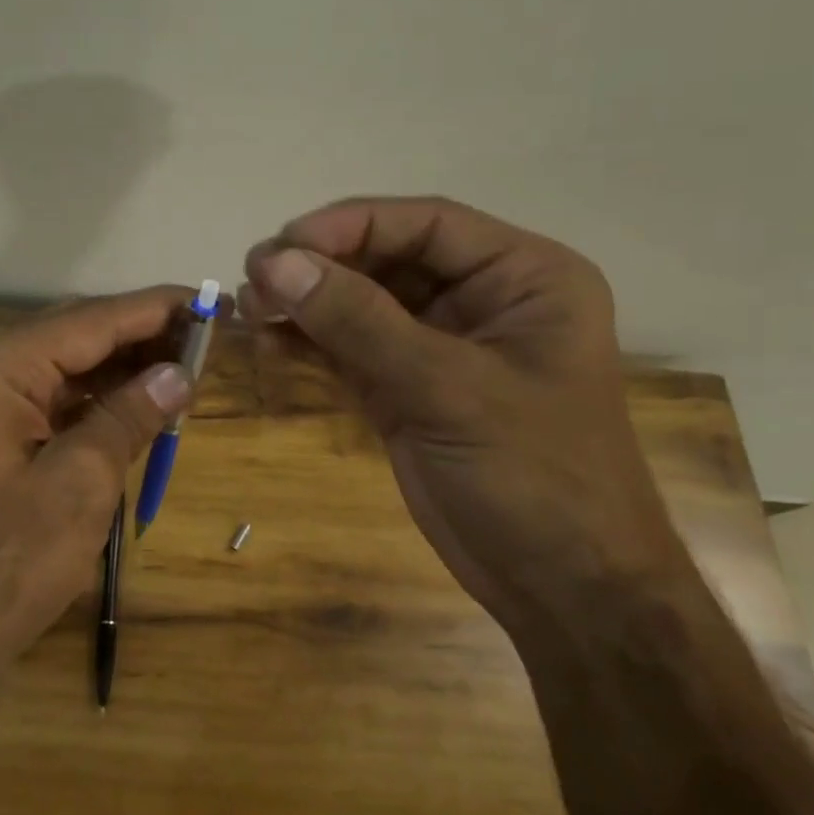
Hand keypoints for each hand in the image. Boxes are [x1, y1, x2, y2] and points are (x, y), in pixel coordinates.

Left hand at [0, 288, 193, 707]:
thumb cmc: (2, 563)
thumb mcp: (79, 484)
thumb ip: (128, 418)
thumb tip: (178, 373)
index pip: (91, 320)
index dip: (156, 309)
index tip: (212, 300)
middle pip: (78, 337)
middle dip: (144, 336)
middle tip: (209, 337)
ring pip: (70, 371)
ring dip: (127, 370)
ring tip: (189, 368)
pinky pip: (59, 406)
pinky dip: (103, 405)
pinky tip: (144, 406)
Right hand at [240, 197, 687, 630]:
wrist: (563, 591)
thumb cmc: (534, 477)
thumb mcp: (448, 390)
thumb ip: (360, 323)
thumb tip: (277, 263)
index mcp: (523, 278)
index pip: (427, 224)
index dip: (351, 225)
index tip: (284, 244)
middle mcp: (482, 300)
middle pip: (387, 258)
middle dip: (320, 266)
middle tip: (253, 279)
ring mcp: (440, 347)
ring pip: (361, 303)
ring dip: (306, 302)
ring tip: (250, 309)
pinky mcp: (407, 389)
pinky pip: (350, 349)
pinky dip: (309, 343)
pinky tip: (268, 342)